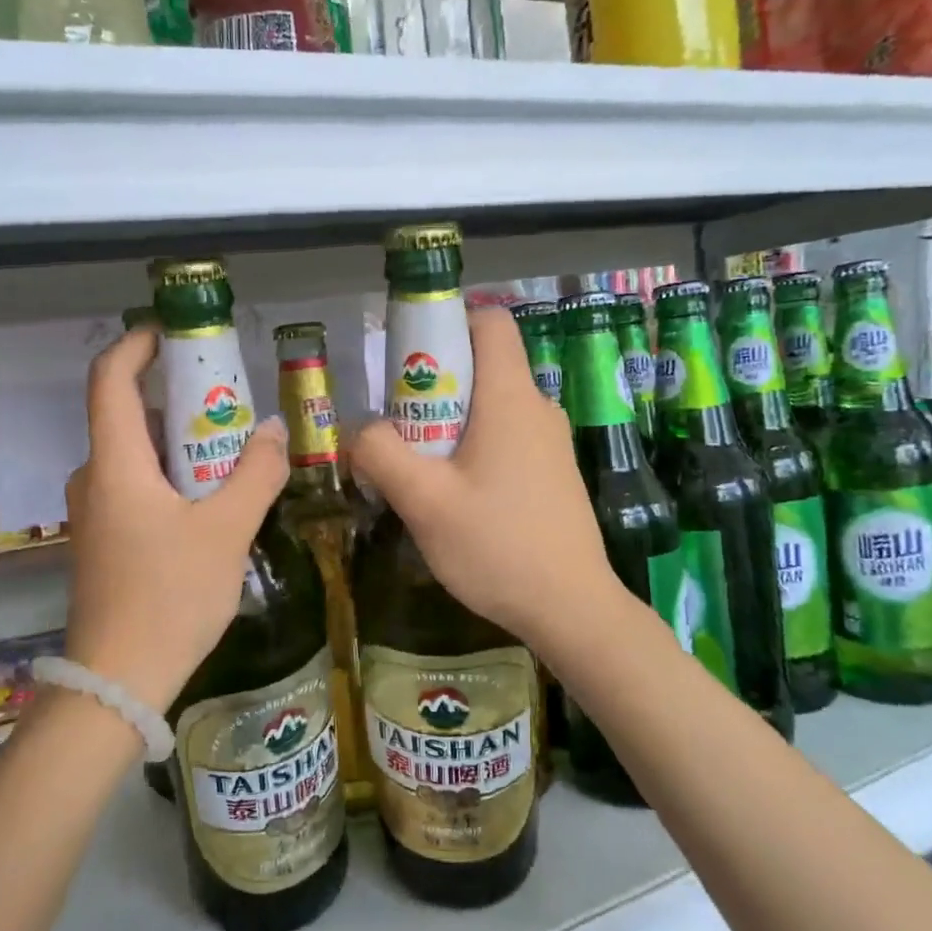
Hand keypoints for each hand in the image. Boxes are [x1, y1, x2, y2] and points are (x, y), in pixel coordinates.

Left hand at [63, 328, 290, 711]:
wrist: (118, 681)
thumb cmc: (169, 597)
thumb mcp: (226, 532)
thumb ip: (256, 475)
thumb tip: (275, 432)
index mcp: (115, 464)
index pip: (110, 379)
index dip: (137, 345)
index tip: (174, 333)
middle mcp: (96, 478)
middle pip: (128, 414)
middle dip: (178, 397)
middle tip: (230, 399)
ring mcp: (95, 512)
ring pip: (136, 454)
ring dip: (180, 441)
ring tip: (233, 447)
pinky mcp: (105, 539)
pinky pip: (137, 486)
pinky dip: (172, 475)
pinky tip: (212, 497)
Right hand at [349, 305, 624, 653]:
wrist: (571, 609)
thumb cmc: (497, 545)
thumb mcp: (424, 501)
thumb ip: (381, 454)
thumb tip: (360, 431)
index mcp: (510, 398)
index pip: (489, 321)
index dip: (447, 323)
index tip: (409, 361)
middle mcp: (536, 407)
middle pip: (482, 365)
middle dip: (433, 384)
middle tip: (399, 427)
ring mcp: (549, 442)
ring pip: (490, 406)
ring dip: (449, 422)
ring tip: (419, 468)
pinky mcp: (552, 472)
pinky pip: (506, 437)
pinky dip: (473, 448)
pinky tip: (454, 496)